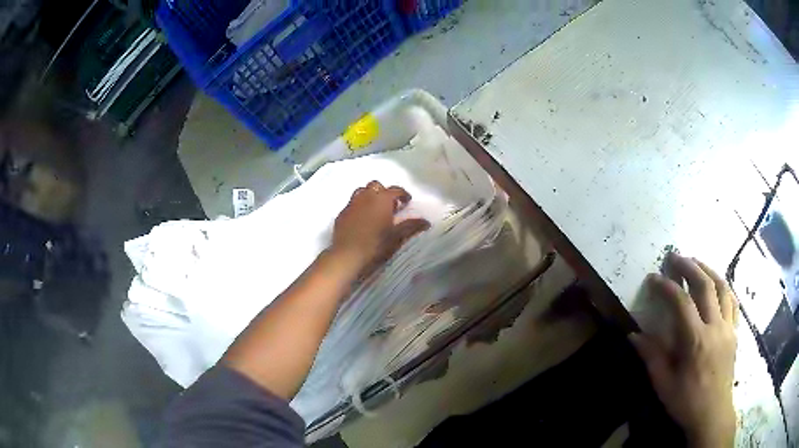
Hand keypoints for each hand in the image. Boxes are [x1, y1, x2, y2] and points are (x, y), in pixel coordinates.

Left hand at [331, 181, 429, 276]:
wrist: (348, 256)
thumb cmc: (376, 245)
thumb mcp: (397, 236)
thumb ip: (412, 226)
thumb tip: (426, 221)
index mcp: (382, 199)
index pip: (396, 190)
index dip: (403, 194)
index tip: (407, 202)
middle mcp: (366, 196)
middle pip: (376, 185)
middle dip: (384, 192)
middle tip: (390, 206)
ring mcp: (351, 204)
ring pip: (361, 191)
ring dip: (370, 196)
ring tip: (375, 209)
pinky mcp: (341, 214)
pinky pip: (352, 204)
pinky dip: (359, 207)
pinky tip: (361, 219)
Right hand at [630, 253, 738, 447]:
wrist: (713, 414)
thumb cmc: (686, 401)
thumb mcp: (664, 384)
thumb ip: (651, 357)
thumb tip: (634, 336)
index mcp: (696, 340)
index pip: (682, 302)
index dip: (666, 286)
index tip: (654, 278)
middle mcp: (715, 327)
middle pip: (706, 285)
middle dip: (689, 266)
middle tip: (675, 257)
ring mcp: (729, 327)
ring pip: (723, 287)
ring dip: (709, 270)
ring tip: (697, 263)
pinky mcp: (735, 332)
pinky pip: (733, 301)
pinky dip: (725, 287)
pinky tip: (718, 286)